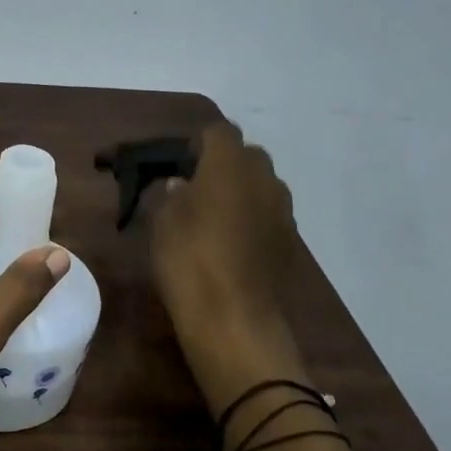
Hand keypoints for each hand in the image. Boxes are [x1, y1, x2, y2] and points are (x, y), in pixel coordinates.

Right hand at [150, 123, 308, 411]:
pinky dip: (251, 217)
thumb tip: (181, 185)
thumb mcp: (162, 222)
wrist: (234, 319)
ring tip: (211, 215)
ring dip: (239, 191)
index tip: (178, 163)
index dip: (197, 143)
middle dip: (222, 164)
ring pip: (260, 184)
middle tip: (194, 187)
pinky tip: (230, 241)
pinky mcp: (289, 239)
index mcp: (229, 164)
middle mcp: (263, 178)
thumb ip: (171, 194)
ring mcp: (282, 209)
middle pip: (245, 155)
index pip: (218, 131)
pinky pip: (268, 213)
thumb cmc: (189, 260)